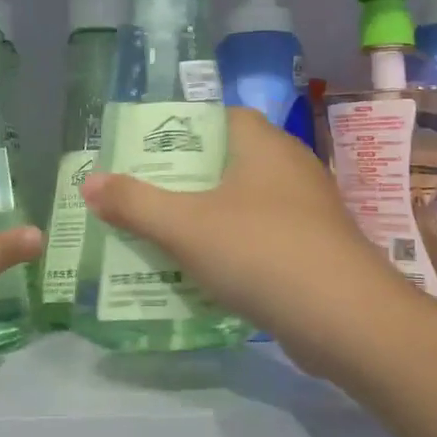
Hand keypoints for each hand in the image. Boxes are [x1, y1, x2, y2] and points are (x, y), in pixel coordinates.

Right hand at [80, 108, 412, 375]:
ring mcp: (309, 209)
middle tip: (144, 200)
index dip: (182, 130)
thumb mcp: (185, 227)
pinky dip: (236, 249)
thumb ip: (134, 203)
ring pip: (246, 203)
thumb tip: (89, 182)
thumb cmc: (261, 252)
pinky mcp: (317, 248)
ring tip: (165, 238)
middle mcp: (290, 166)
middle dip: (186, 181)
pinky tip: (209, 275)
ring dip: (209, 219)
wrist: (347, 320)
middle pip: (228, 161)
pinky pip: (265, 237)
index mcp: (263, 143)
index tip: (147, 155)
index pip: (220, 116)